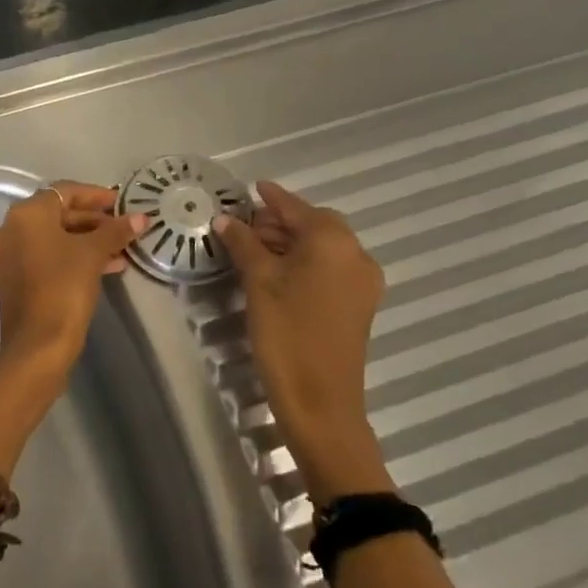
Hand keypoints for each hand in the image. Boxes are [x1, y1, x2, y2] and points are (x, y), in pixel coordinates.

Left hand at [0, 181, 144, 383]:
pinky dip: (73, 256)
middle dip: (95, 220)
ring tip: (122, 250)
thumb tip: (141, 217)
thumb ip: (116, 231)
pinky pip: (47, 256)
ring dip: (88, 240)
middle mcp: (11, 229)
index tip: (123, 204)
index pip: (66, 192)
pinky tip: (106, 267)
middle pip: (58, 213)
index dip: (97, 195)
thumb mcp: (93, 254)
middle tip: (124, 228)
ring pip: (55, 237)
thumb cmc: (63, 288)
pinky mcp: (15, 278)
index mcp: (26, 214)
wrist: (37, 345)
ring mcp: (10, 255)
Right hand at [212, 180, 393, 498]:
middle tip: (244, 227)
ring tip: (254, 249)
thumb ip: (243, 243)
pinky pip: (331, 267)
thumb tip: (224, 219)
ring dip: (292, 242)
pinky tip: (278, 272)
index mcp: (333, 241)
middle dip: (280, 221)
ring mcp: (362, 281)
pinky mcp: (359, 303)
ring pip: (323, 247)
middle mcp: (356, 254)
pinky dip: (306, 261)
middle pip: (315, 224)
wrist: (320, 400)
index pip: (296, 207)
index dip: (271, 197)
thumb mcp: (258, 282)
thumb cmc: (286, 333)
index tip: (252, 187)